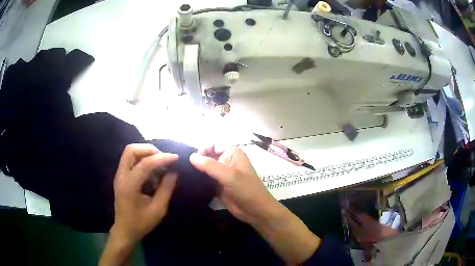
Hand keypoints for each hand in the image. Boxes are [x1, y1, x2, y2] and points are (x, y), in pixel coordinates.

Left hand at [112, 144, 177, 242]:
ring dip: (145, 154)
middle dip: (149, 150)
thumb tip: (174, 172)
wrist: (125, 230)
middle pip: (131, 150)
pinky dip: (142, 161)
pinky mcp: (120, 177)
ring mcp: (119, 176)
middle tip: (163, 158)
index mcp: (129, 185)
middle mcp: (121, 176)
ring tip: (159, 165)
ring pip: (129, 153)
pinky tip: (152, 174)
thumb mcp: (158, 209)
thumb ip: (166, 189)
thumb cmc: (141, 223)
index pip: (145, 164)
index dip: (161, 158)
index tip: (176, 158)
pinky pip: (130, 161)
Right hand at [191, 146, 320, 263]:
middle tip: (183, 168)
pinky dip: (198, 181)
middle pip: (208, 157)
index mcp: (233, 154)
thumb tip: (191, 156)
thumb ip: (210, 165)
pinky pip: (206, 180)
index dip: (203, 149)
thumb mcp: (230, 176)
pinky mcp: (218, 187)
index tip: (191, 159)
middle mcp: (227, 162)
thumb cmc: (247, 190)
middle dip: (197, 161)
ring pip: (206, 169)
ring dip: (196, 171)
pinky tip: (188, 183)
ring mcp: (222, 175)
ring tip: (183, 174)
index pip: (213, 145)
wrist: (256, 212)